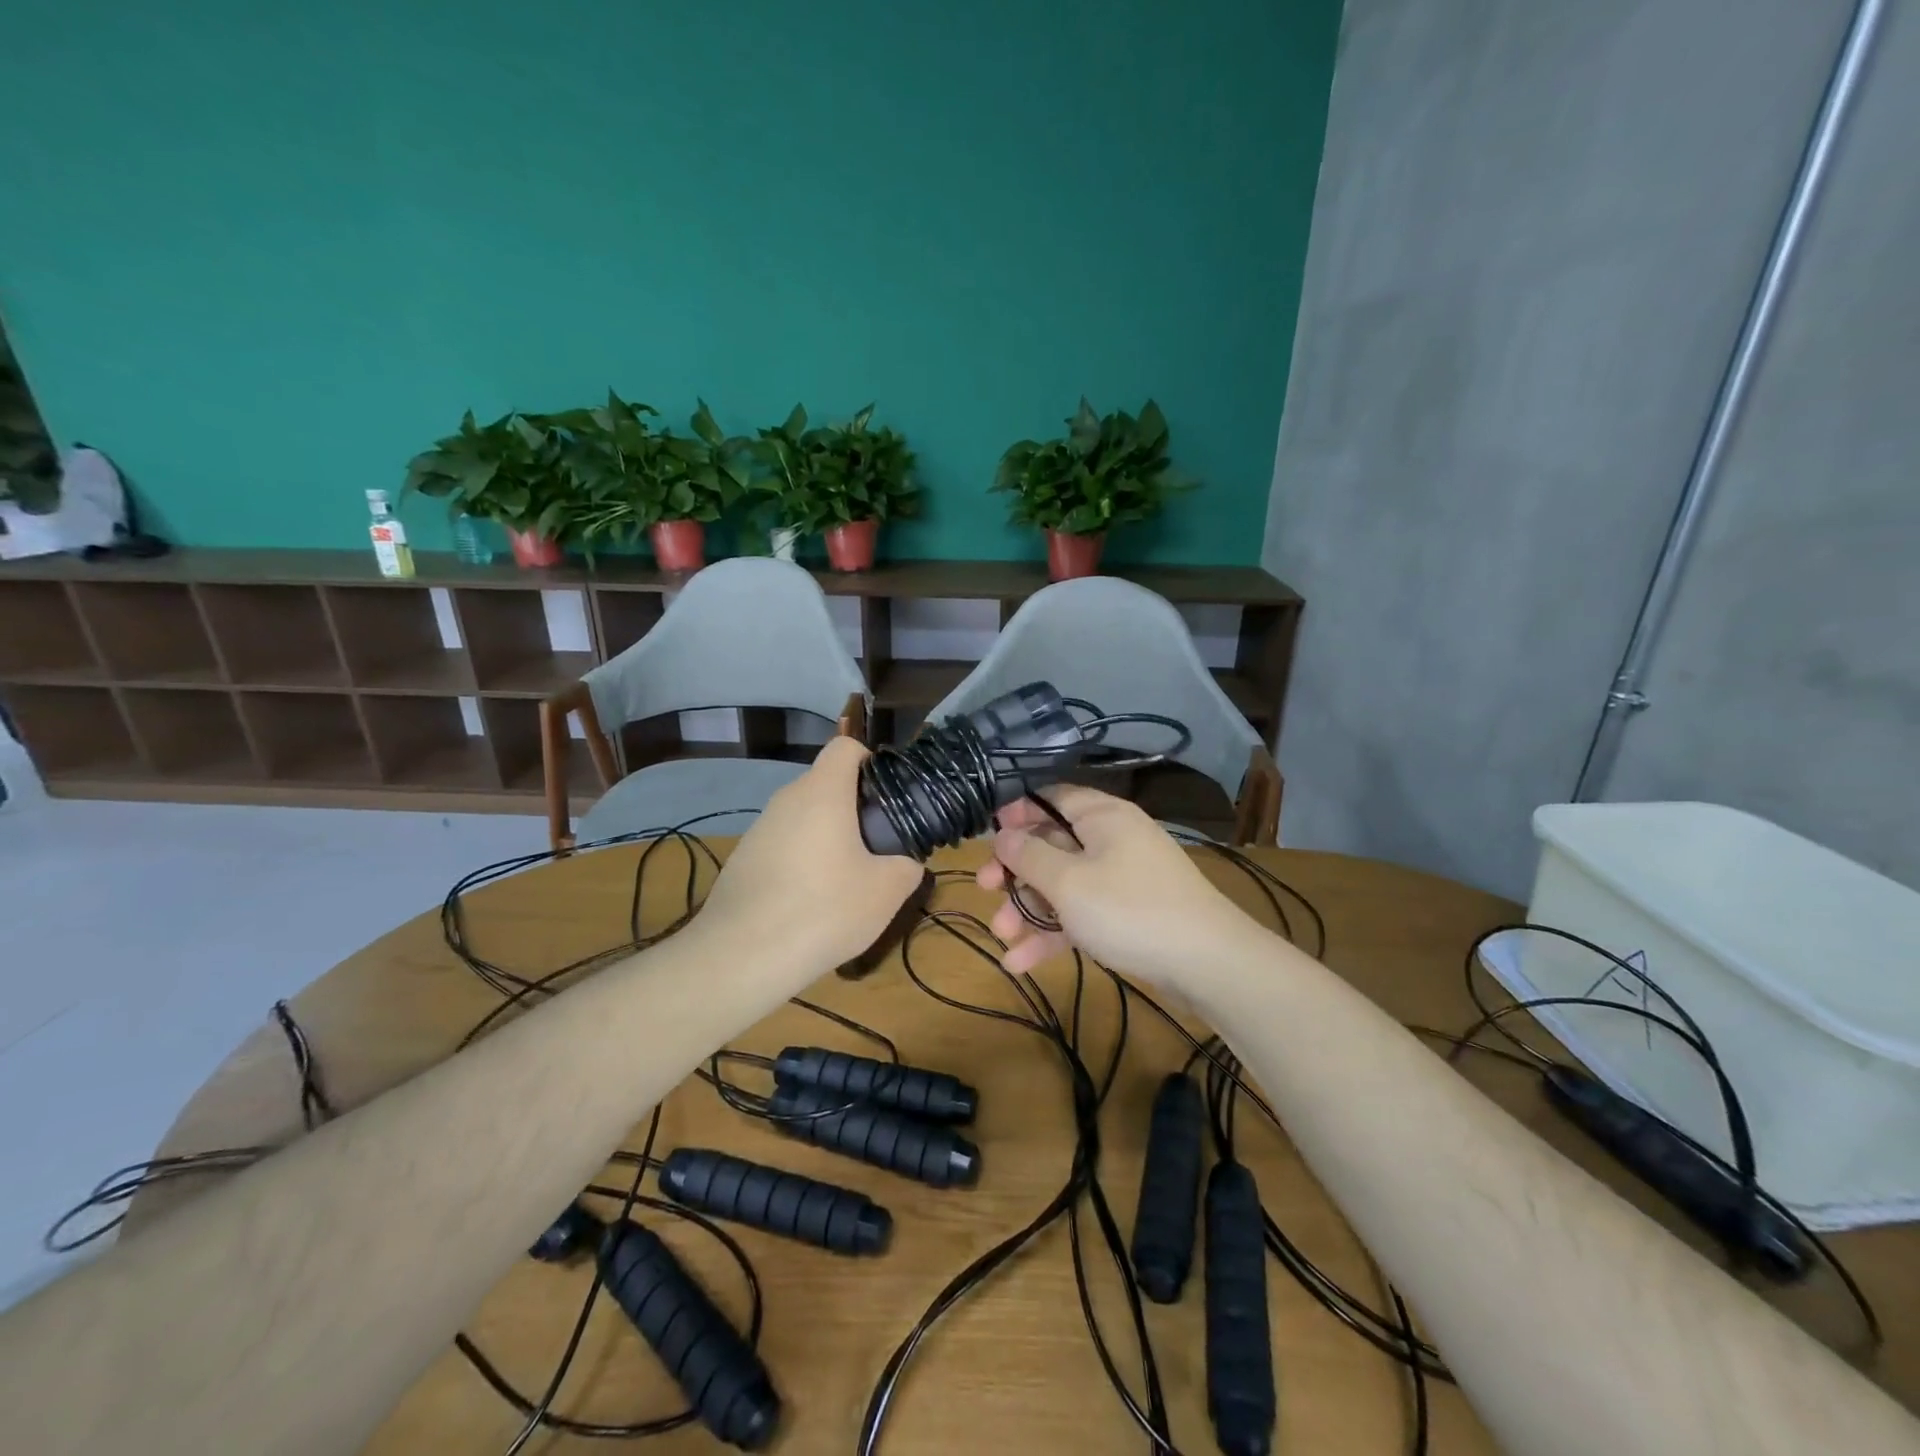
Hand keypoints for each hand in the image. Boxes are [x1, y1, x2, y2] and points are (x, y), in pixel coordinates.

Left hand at [699, 737, 922, 971]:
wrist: (741, 957)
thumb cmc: (824, 910)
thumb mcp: (886, 892)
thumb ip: (907, 866)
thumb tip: (906, 863)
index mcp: (822, 793)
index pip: (845, 747)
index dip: (871, 762)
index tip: (887, 799)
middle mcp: (786, 800)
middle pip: (825, 785)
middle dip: (853, 808)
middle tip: (876, 848)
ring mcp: (758, 830)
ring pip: (803, 818)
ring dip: (826, 838)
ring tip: (844, 883)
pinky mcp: (741, 860)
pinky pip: (782, 846)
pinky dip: (800, 862)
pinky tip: (808, 904)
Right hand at [976, 786, 1253, 980]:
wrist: (1207, 965)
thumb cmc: (1130, 910)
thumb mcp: (1069, 882)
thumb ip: (1029, 856)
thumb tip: (1001, 834)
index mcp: (1102, 816)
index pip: (1052, 796)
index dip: (1017, 810)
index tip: (988, 833)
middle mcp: (1111, 840)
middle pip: (1052, 844)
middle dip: (1015, 870)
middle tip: (983, 888)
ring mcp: (1120, 878)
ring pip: (1063, 884)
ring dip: (1029, 909)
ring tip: (1001, 937)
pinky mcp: (1126, 914)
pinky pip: (1081, 914)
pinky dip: (1053, 934)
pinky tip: (1020, 963)